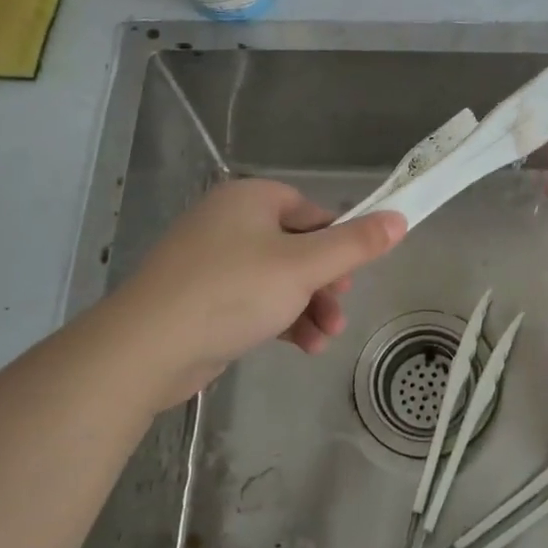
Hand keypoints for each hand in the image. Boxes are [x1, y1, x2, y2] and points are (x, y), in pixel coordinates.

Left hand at [124, 179, 405, 396]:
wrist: (147, 348)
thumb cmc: (233, 292)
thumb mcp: (305, 266)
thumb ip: (356, 244)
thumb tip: (400, 218)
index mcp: (251, 199)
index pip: (311, 212)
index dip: (338, 242)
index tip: (353, 275)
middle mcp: (229, 222)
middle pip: (297, 247)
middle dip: (324, 285)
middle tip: (339, 313)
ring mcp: (211, 261)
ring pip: (277, 279)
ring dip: (308, 308)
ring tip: (325, 339)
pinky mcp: (201, 298)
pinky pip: (253, 300)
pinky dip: (279, 319)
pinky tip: (301, 347)